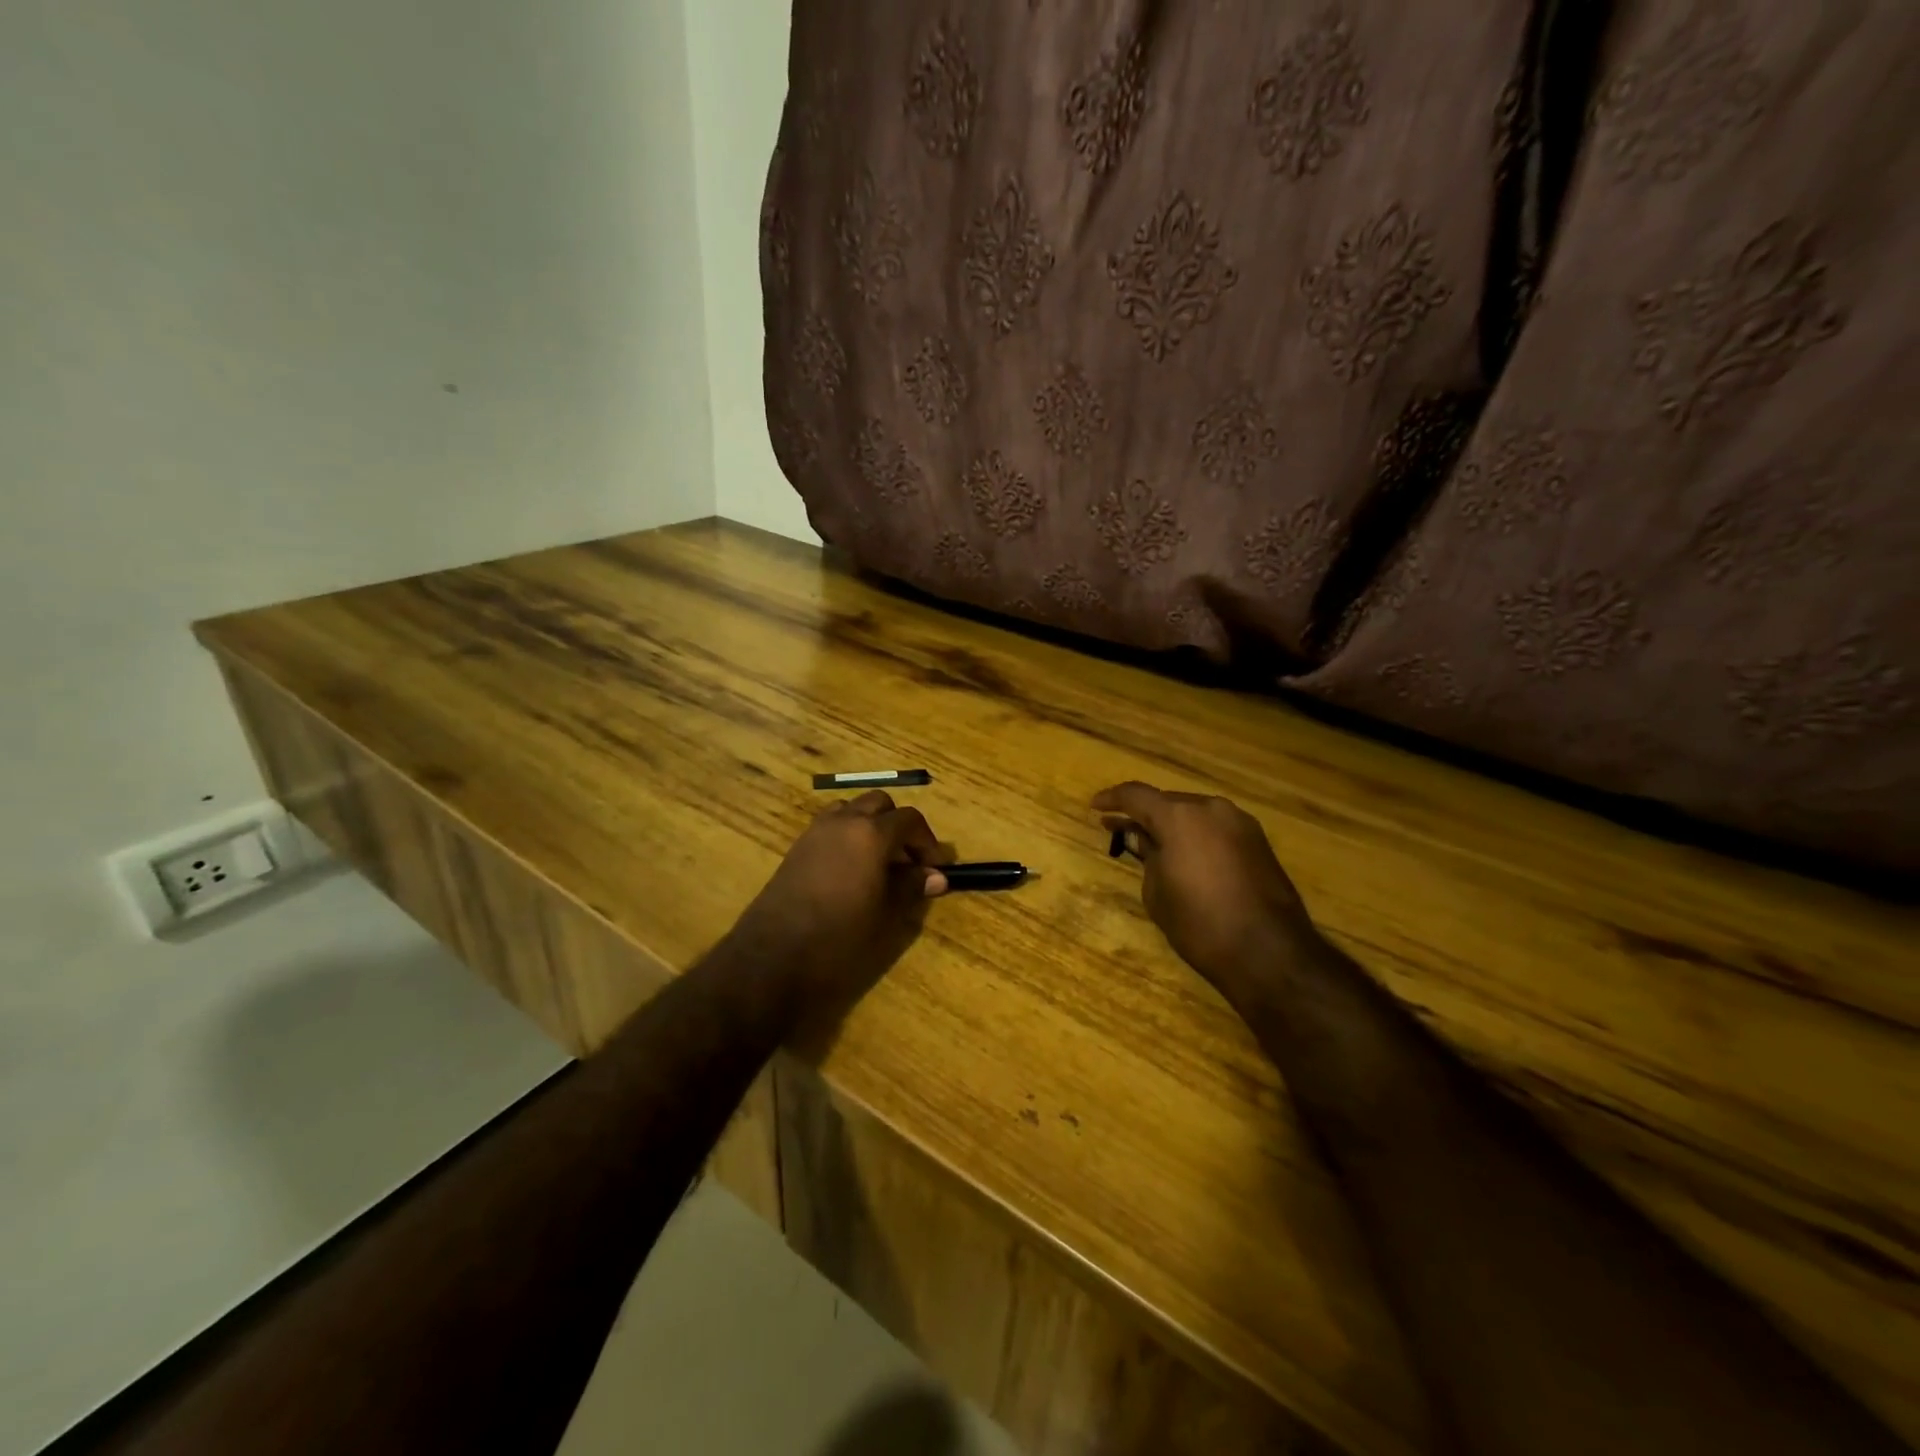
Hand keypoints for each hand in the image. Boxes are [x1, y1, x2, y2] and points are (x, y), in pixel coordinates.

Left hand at [730, 790, 949, 1012]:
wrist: (773, 956)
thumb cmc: (839, 936)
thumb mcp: (885, 915)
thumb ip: (911, 888)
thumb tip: (936, 877)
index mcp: (871, 833)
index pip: (910, 819)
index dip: (926, 841)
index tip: (933, 869)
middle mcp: (844, 821)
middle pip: (879, 804)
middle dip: (898, 826)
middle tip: (906, 861)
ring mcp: (816, 831)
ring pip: (851, 810)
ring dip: (869, 826)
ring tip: (878, 862)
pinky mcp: (797, 847)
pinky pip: (830, 827)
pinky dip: (847, 836)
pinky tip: (850, 871)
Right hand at [1093, 781, 1318, 1003]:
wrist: (1269, 952)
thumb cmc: (1199, 923)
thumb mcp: (1157, 892)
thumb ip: (1147, 856)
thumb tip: (1140, 837)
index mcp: (1180, 816)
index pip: (1136, 795)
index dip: (1112, 799)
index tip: (1096, 807)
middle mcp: (1211, 808)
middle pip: (1168, 802)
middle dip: (1144, 814)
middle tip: (1121, 829)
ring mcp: (1240, 823)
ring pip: (1195, 814)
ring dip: (1172, 824)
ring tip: (1153, 842)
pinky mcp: (1259, 842)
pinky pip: (1216, 828)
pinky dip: (1196, 835)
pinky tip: (1186, 854)